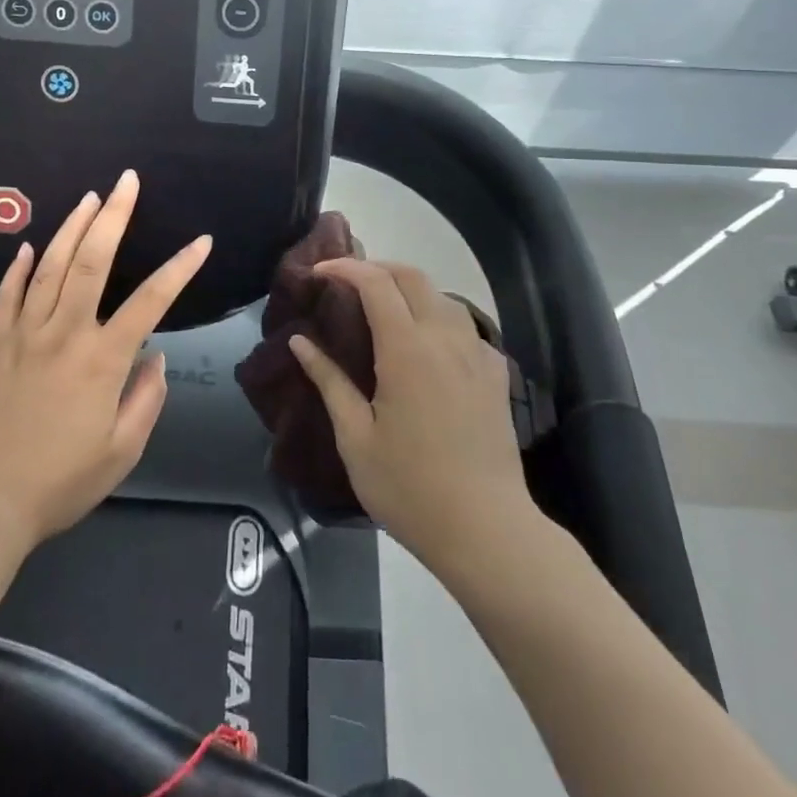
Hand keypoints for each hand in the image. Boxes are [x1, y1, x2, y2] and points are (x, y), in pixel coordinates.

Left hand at [0, 171, 211, 559]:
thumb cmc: (61, 482)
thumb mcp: (122, 451)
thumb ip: (146, 399)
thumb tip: (154, 357)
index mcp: (102, 360)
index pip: (151, 301)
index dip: (180, 268)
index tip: (201, 242)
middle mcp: (64, 334)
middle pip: (90, 261)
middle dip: (113, 216)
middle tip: (126, 181)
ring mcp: (24, 335)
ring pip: (48, 267)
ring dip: (71, 227)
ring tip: (89, 198)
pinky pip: (6, 296)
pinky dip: (17, 267)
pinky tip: (26, 246)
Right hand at [290, 260, 532, 571]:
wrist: (486, 529)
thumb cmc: (410, 487)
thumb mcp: (355, 438)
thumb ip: (329, 381)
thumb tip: (300, 342)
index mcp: (406, 348)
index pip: (375, 283)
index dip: (345, 268)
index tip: (320, 272)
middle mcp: (444, 337)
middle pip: (412, 276)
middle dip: (377, 267)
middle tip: (348, 283)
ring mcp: (476, 353)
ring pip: (442, 295)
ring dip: (409, 289)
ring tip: (384, 310)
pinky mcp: (496, 373)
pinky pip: (465, 326)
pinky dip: (438, 317)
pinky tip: (427, 345)